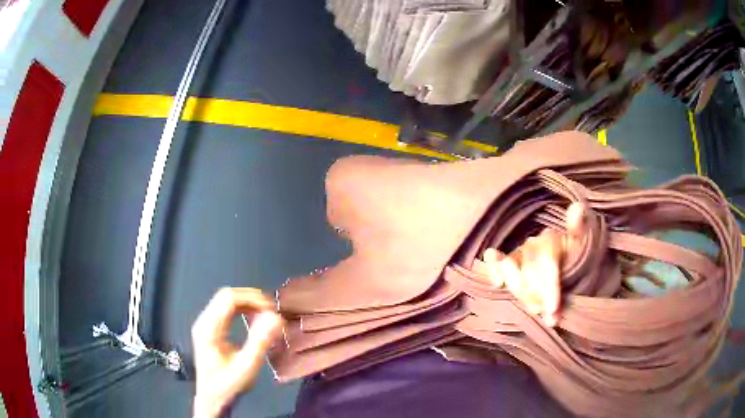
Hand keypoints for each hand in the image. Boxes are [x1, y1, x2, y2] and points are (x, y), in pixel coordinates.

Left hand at [191, 288, 283, 417]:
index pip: (229, 298)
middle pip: (226, 295)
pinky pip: (226, 310)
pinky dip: (242, 309)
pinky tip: (254, 319)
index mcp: (209, 328)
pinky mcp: (210, 329)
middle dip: (251, 298)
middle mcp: (204, 321)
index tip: (273, 310)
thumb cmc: (229, 385)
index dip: (252, 298)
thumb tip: (276, 317)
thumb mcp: (247, 366)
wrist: (212, 398)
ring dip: (248, 303)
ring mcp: (206, 324)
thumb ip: (260, 341)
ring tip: (267, 314)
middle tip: (273, 311)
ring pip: (226, 300)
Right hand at [481, 203, 584, 326]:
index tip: (553, 310)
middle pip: (529, 272)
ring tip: (536, 309)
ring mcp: (518, 254)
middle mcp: (532, 244)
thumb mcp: (585, 246)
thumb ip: (580, 230)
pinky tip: (497, 281)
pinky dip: (493, 269)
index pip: (547, 263)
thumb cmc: (577, 258)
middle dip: (538, 297)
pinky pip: (496, 263)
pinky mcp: (508, 264)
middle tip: (550, 317)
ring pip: (511, 272)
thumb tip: (578, 207)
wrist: (569, 265)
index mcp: (551, 239)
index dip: (549, 288)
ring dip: (522, 293)